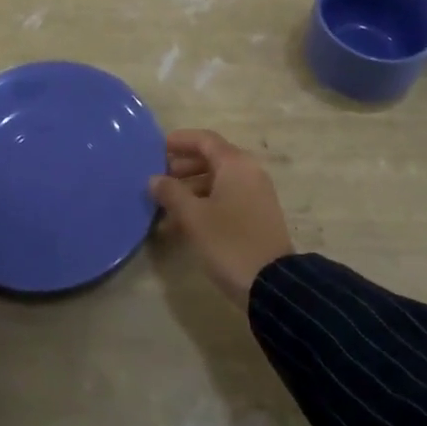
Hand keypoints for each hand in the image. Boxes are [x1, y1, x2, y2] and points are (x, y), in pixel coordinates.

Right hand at [150, 129, 294, 307]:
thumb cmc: (229, 242)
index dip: (180, 141)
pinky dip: (204, 204)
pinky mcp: (256, 216)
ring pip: (217, 182)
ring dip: (190, 190)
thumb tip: (154, 179)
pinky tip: (181, 224)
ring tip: (164, 206)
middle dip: (182, 167)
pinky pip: (226, 199)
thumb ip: (171, 193)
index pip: (204, 140)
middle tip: (157, 179)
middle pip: (211, 159)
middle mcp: (248, 172)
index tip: (156, 149)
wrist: (272, 285)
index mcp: (235, 164)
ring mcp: (255, 195)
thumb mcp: (193, 217)